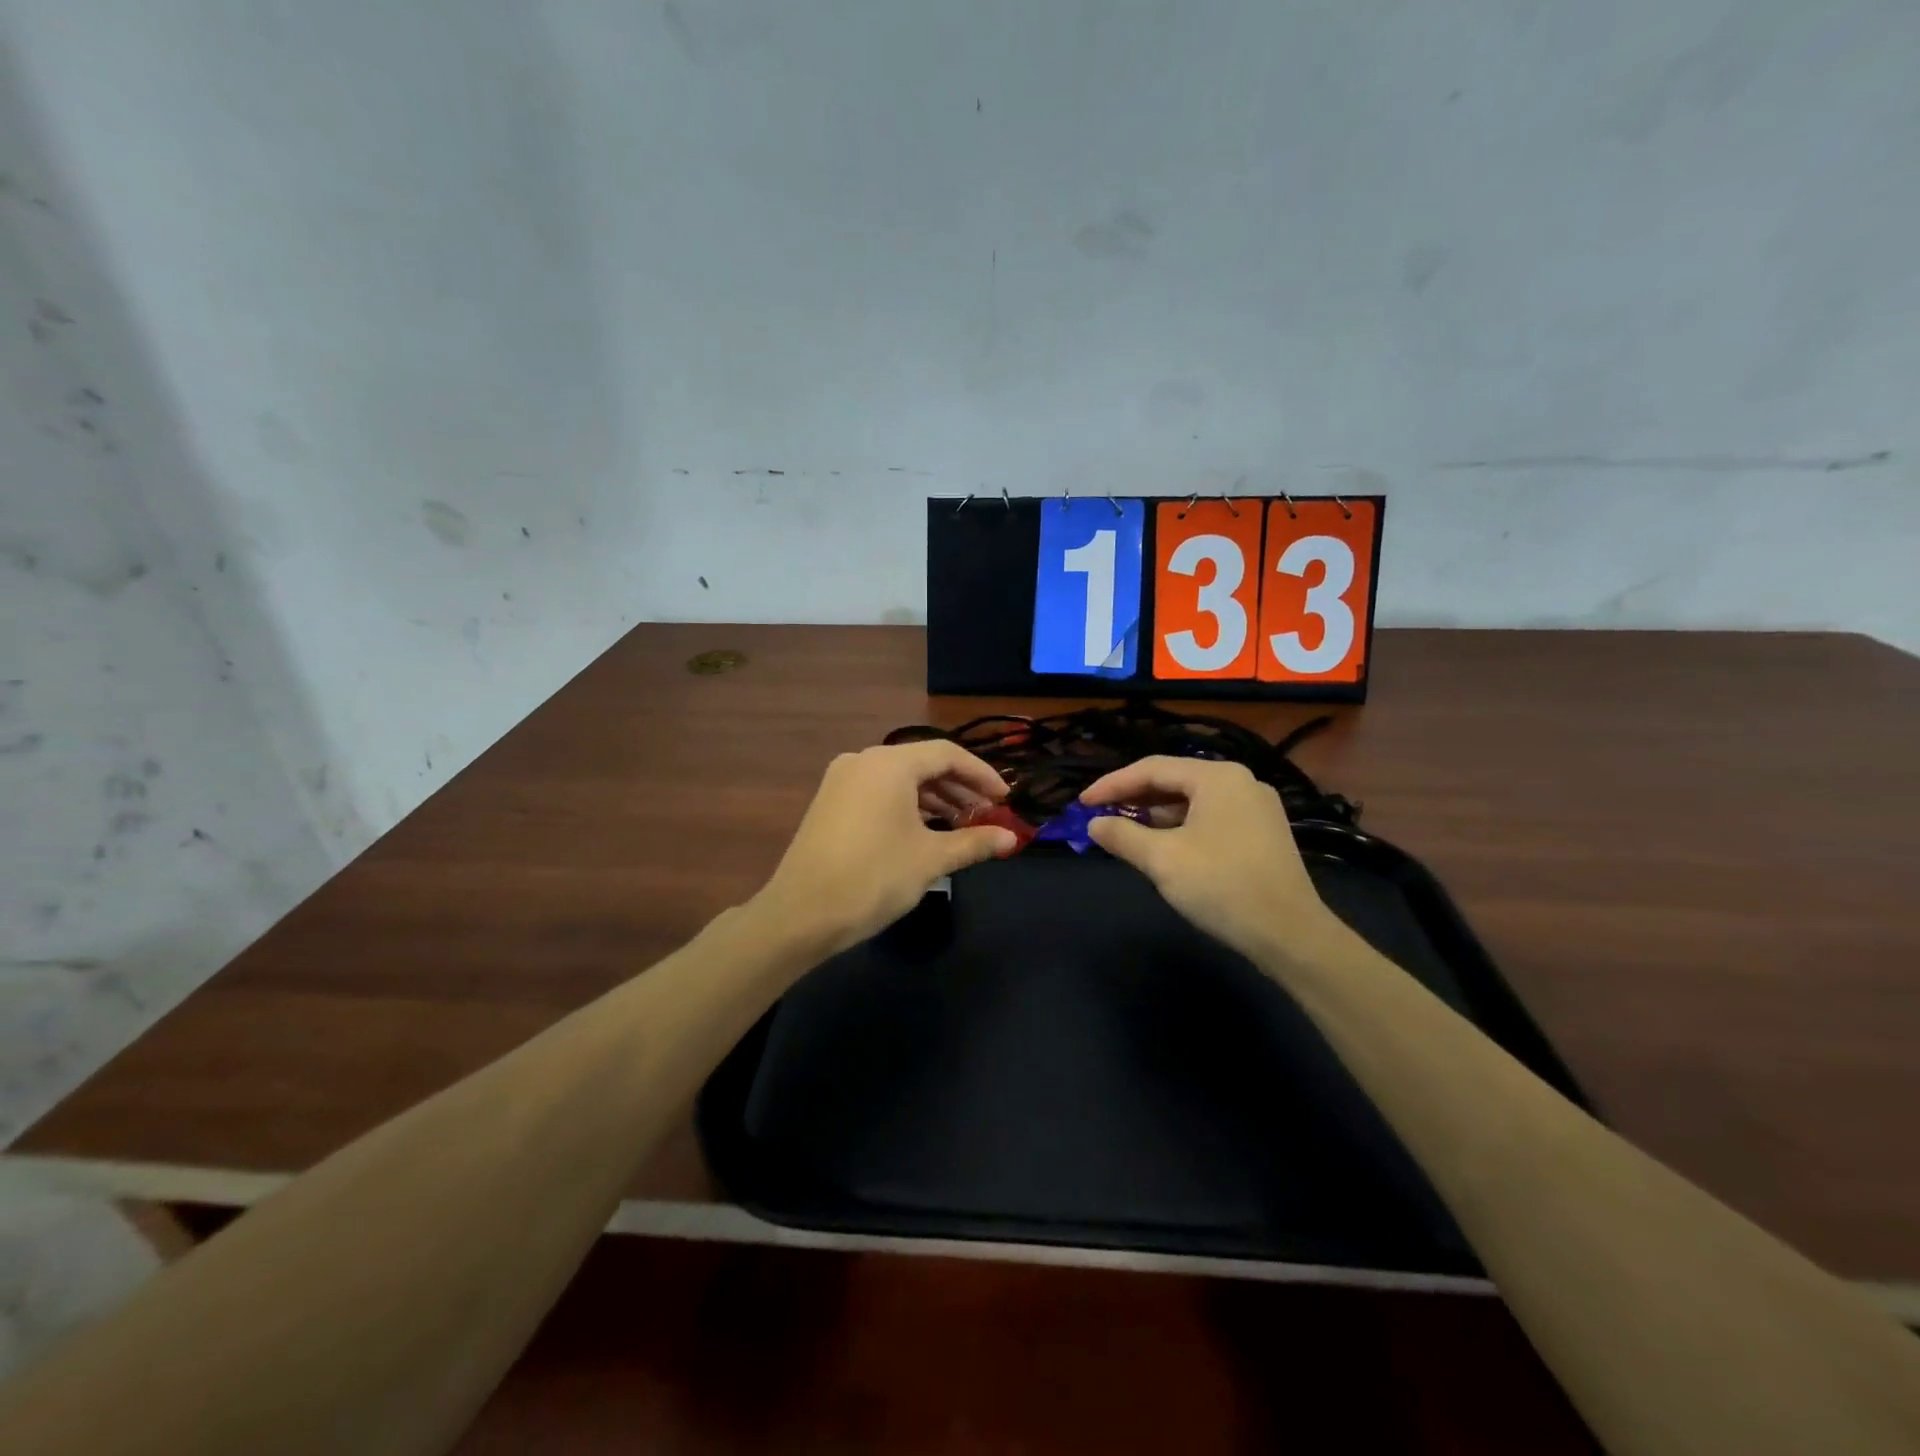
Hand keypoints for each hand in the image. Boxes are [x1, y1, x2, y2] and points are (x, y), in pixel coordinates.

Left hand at [752, 742, 1016, 958]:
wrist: (801, 915)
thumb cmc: (873, 878)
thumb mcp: (931, 859)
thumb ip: (974, 842)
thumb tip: (1012, 838)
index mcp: (889, 763)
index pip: (948, 754)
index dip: (982, 775)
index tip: (1006, 798)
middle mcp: (863, 760)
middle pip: (923, 764)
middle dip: (959, 789)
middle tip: (988, 816)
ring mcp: (841, 781)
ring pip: (900, 780)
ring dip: (935, 799)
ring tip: (962, 827)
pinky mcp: (830, 803)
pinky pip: (879, 793)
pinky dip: (907, 807)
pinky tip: (925, 831)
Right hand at [1081, 756, 1347, 965]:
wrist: (1289, 935)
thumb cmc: (1221, 887)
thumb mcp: (1161, 860)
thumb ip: (1122, 835)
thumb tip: (1094, 824)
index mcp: (1217, 777)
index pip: (1152, 769)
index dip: (1112, 784)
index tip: (1082, 803)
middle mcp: (1240, 782)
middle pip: (1174, 780)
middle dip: (1134, 798)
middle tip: (1100, 814)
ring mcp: (1256, 807)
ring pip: (1192, 800)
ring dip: (1156, 814)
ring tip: (1124, 830)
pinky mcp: (1262, 833)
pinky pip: (1210, 817)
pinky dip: (1181, 826)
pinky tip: (1162, 845)